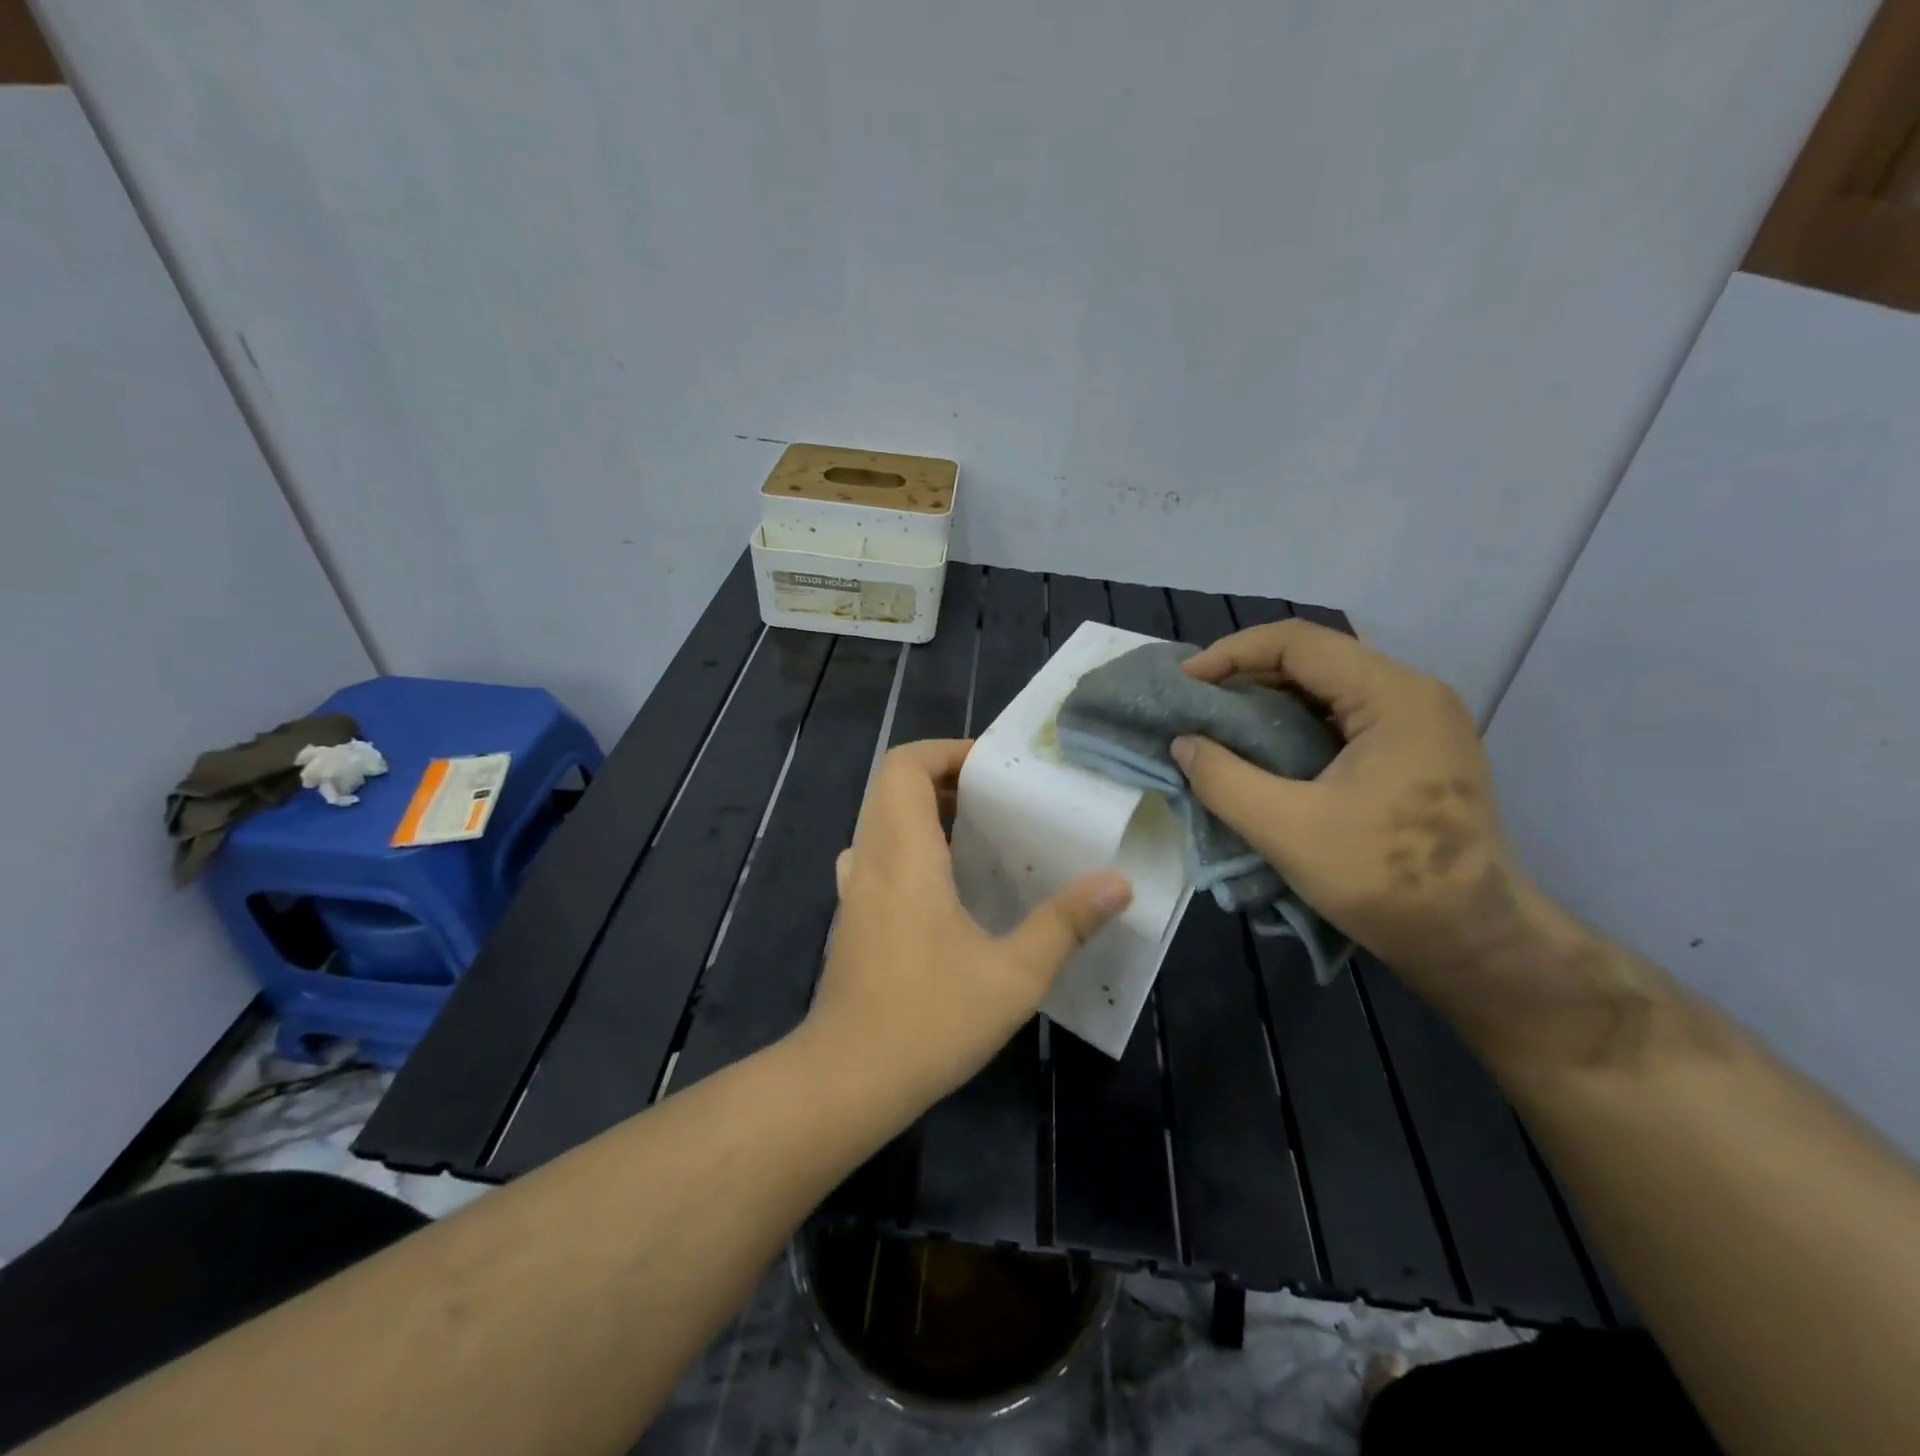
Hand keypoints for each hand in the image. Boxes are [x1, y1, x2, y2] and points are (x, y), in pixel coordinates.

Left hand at [803, 740, 1131, 1109]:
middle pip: (892, 786)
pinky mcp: (852, 917)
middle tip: (997, 799)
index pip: (904, 766)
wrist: (847, 1079)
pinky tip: (947, 886)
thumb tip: (1118, 883)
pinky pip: (877, 855)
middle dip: (943, 778)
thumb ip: (1064, 924)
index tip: (993, 767)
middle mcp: (871, 859)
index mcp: (904, 855)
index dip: (945, 751)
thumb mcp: (1013, 975)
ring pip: (882, 820)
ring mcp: (854, 889)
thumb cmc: (928, 1020)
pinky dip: (909, 846)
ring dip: (925, 812)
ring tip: (979, 833)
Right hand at [1174, 621, 1565, 1040]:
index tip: (1185, 684)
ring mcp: (1418, 723)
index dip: (1232, 654)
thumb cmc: (1384, 880)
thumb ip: (1223, 779)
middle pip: (1315, 658)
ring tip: (1220, 725)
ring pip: (1327, 687)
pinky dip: (1294, 723)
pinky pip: (1342, 716)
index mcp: (1393, 696)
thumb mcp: (1286, 830)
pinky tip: (1263, 750)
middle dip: (1247, 675)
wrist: (1473, 942)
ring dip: (1269, 700)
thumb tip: (1183, 743)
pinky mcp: (1414, 751)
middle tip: (1197, 704)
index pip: (1299, 643)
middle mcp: (1412, 694)